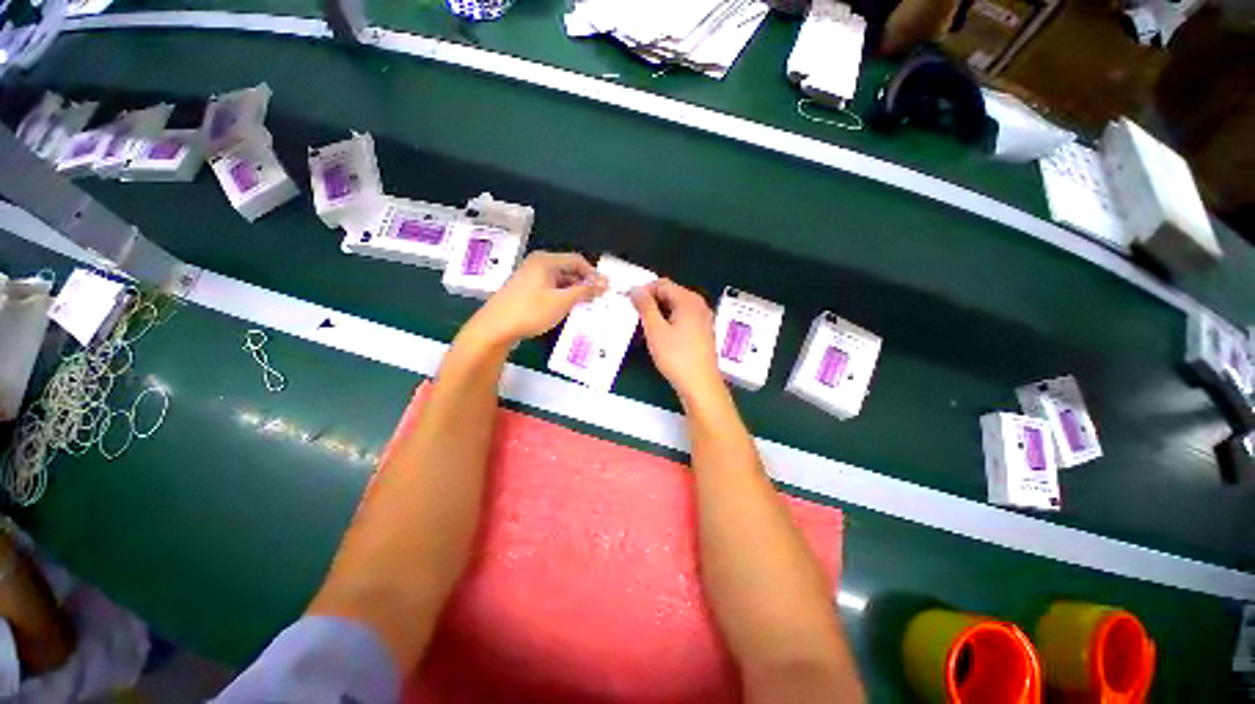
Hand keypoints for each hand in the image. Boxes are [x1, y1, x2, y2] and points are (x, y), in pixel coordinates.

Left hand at [465, 251, 606, 346]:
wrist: (495, 328)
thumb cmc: (531, 311)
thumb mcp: (562, 301)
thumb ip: (584, 291)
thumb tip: (604, 283)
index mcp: (546, 261)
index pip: (577, 260)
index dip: (593, 274)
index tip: (604, 289)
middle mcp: (537, 264)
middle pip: (567, 269)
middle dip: (583, 283)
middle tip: (596, 299)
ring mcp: (529, 277)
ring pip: (558, 280)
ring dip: (572, 291)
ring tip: (584, 306)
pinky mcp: (525, 289)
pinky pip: (549, 288)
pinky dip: (560, 296)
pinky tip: (565, 309)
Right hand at [630, 279, 724, 402]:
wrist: (700, 385)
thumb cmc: (677, 357)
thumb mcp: (655, 330)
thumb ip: (645, 307)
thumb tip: (636, 289)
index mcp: (689, 300)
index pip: (662, 284)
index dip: (643, 291)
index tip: (628, 303)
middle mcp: (698, 305)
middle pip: (669, 294)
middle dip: (650, 303)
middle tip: (634, 318)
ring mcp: (702, 319)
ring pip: (674, 308)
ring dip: (657, 315)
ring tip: (643, 330)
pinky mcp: (702, 332)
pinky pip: (681, 319)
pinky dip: (668, 323)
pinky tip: (658, 337)